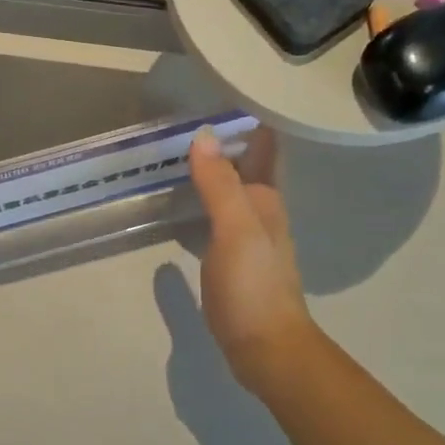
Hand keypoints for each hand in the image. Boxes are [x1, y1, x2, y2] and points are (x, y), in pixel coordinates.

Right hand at [187, 128, 315, 396]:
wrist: (266, 348)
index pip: (263, 148)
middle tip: (185, 119)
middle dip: (224, 144)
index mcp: (266, 200)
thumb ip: (219, 184)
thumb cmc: (252, 287)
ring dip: (212, 173)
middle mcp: (262, 214)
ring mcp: (249, 241)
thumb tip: (204, 135)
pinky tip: (184, 206)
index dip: (246, 122)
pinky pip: (218, 220)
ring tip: (178, 154)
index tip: (218, 96)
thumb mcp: (236, 230)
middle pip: (245, 168)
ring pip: (231, 194)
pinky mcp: (234, 264)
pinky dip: (203, 204)